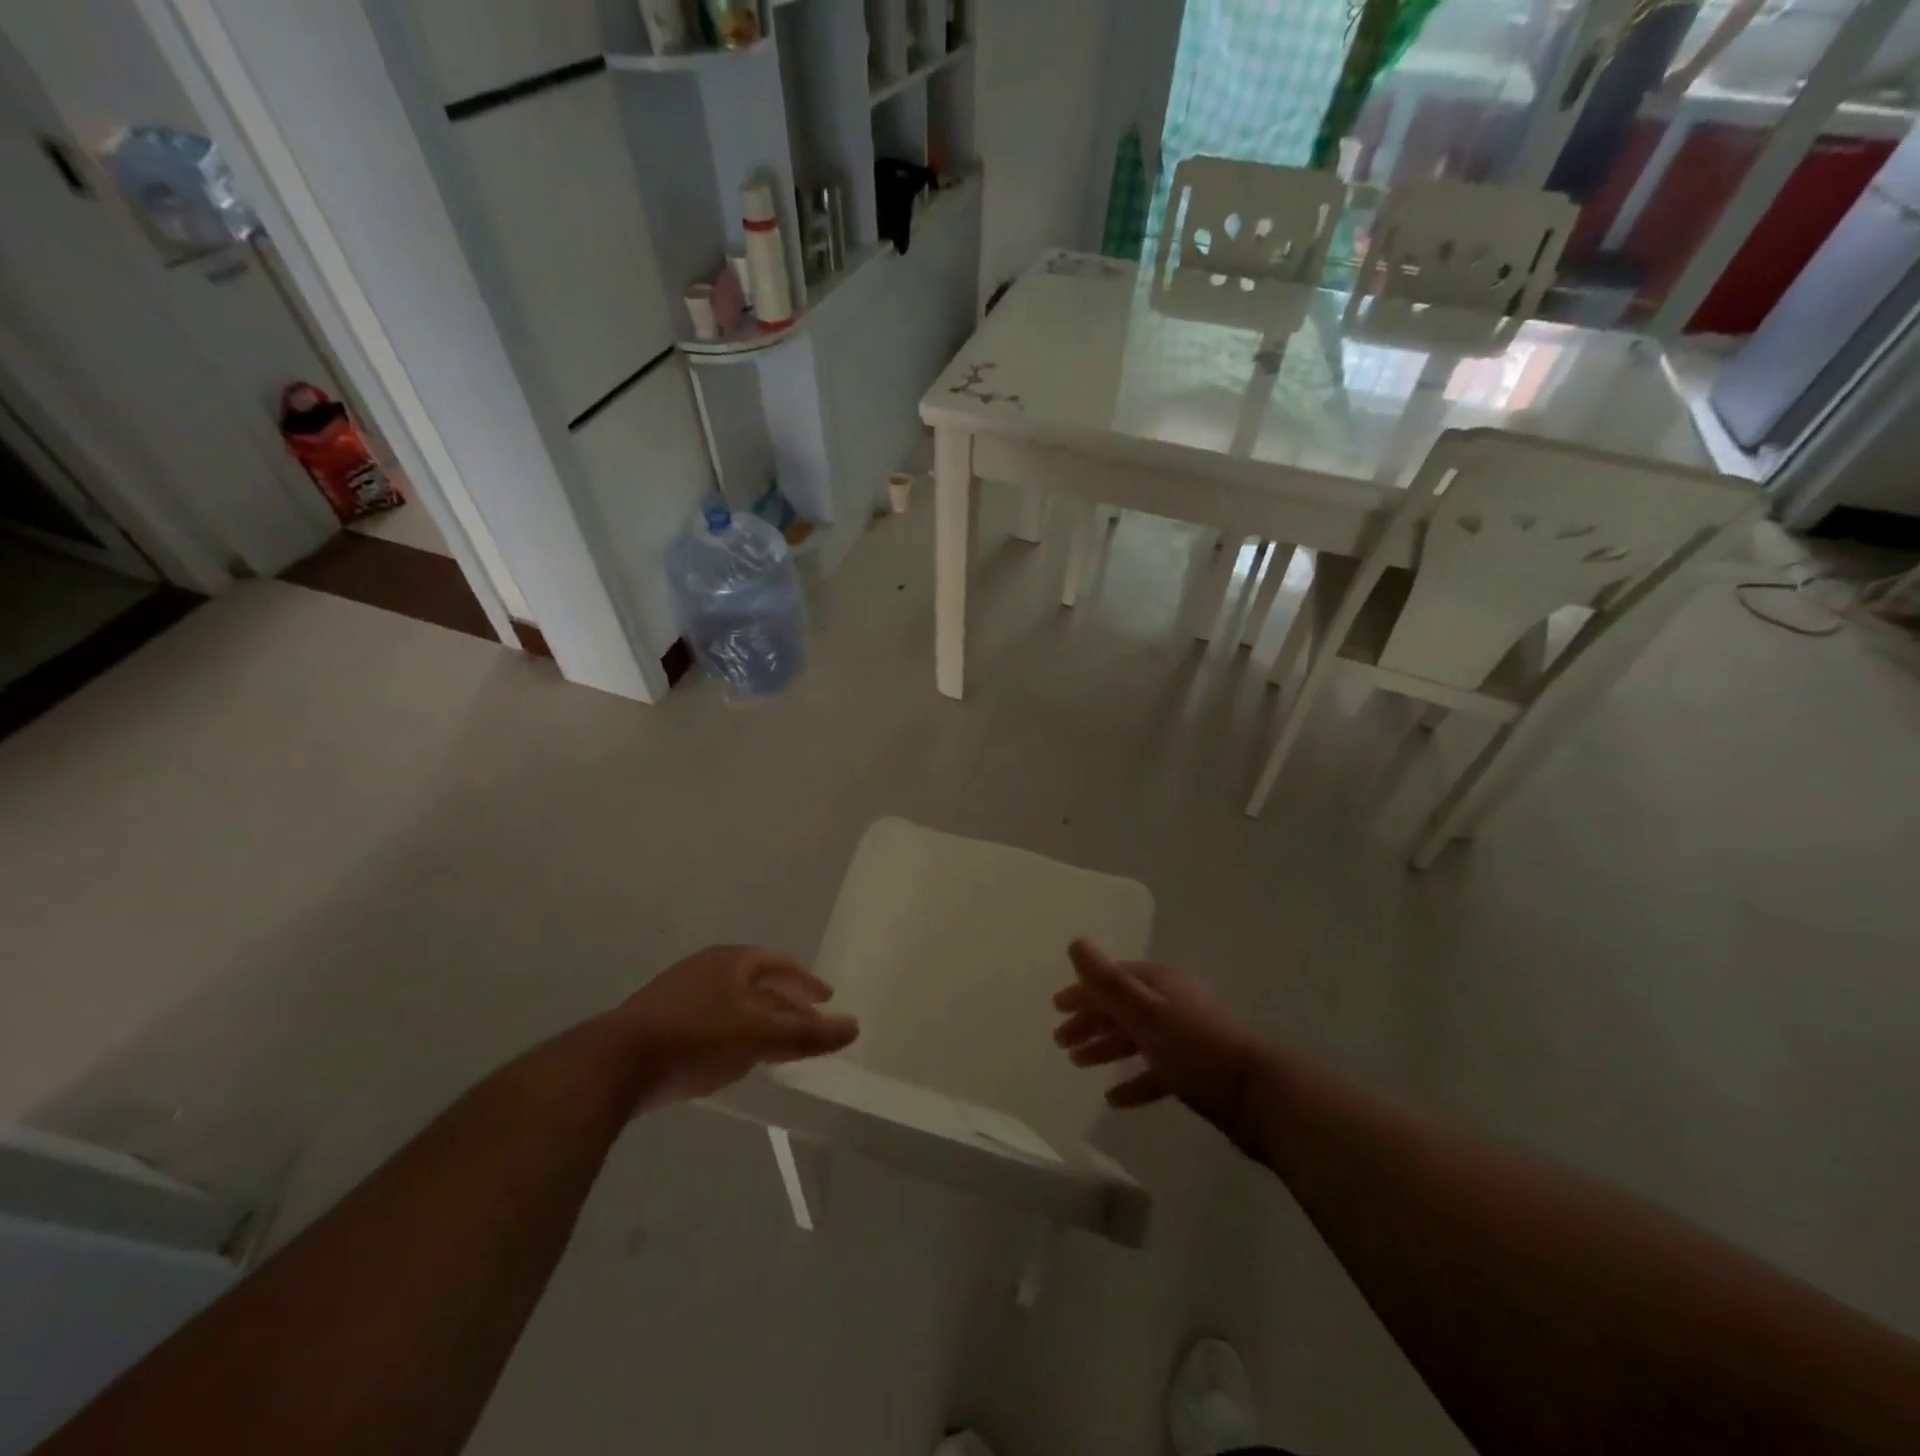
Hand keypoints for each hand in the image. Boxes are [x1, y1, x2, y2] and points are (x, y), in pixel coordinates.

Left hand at [616, 946, 858, 1109]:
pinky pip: (712, 1019)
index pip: (781, 964)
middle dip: (785, 1000)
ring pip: (734, 1000)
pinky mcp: (661, 1020)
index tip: (826, 999)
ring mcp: (681, 992)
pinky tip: (735, 1056)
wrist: (616, 1063)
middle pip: (758, 980)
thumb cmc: (697, 1036)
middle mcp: (708, 967)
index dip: (806, 982)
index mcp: (734, 960)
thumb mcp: (760, 1036)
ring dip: (759, 1016)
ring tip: (776, 1040)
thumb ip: (807, 1034)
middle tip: (807, 1020)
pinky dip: (734, 1031)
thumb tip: (854, 1026)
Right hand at [1052, 939, 1262, 1140]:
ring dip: (1106, 1049)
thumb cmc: (1194, 1046)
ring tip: (1078, 1064)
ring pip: (1136, 1039)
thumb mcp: (1144, 1011)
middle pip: (1122, 1008)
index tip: (1056, 1008)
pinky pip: (1154, 1072)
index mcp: (1160, 983)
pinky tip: (1114, 1099)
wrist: (1256, 1095)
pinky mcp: (1194, 1071)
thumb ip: (1107, 981)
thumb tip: (1075, 943)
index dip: (1083, 992)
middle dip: (1090, 1022)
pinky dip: (1133, 1081)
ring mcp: (1184, 1038)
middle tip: (1061, 1042)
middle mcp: (1172, 1004)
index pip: (1112, 980)